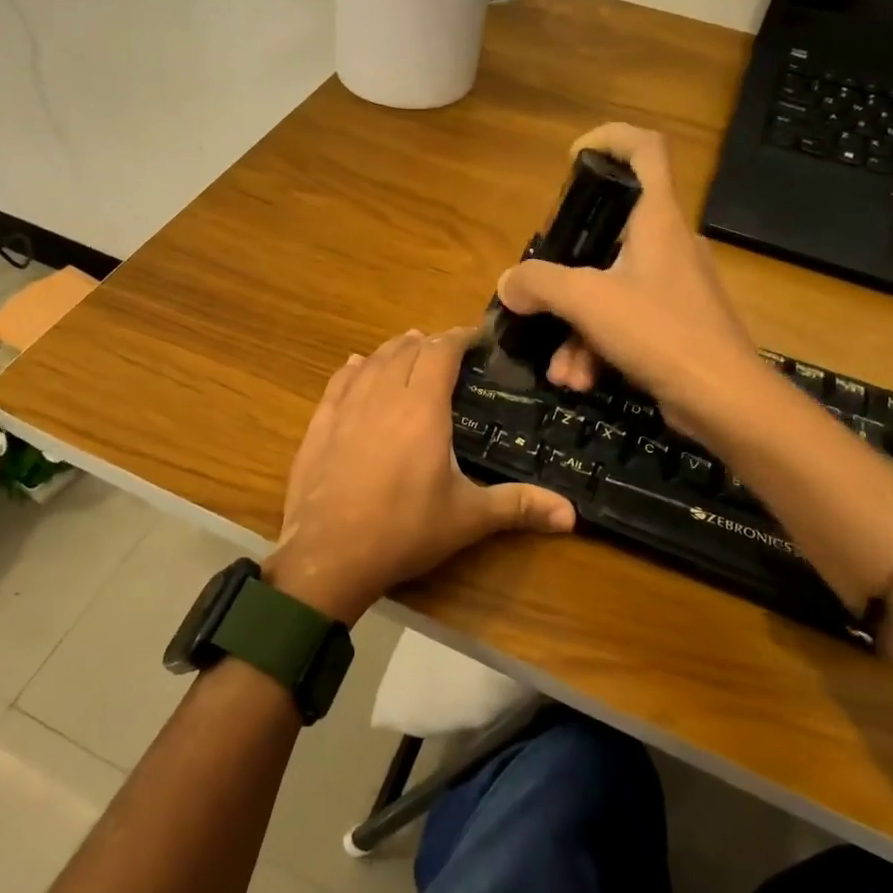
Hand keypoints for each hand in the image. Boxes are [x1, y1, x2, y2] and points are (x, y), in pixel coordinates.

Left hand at [265, 329, 575, 623]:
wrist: (328, 554)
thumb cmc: (404, 530)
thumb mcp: (467, 518)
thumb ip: (518, 506)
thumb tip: (572, 514)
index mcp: (422, 406)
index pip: (442, 352)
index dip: (459, 337)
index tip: (476, 338)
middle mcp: (383, 394)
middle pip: (407, 349)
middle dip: (430, 343)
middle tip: (448, 352)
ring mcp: (346, 407)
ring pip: (373, 360)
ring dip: (395, 350)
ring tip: (410, 349)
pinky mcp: (320, 423)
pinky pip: (339, 380)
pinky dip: (356, 368)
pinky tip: (358, 366)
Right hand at [496, 123, 760, 434]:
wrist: (724, 401)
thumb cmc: (660, 332)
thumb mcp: (588, 302)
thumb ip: (540, 284)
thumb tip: (508, 284)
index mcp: (658, 219)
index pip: (646, 149)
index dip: (611, 139)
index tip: (573, 159)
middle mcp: (668, 245)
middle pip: (608, 235)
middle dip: (565, 276)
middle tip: (540, 293)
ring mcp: (673, 287)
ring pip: (609, 291)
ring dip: (575, 330)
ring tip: (560, 370)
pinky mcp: (675, 325)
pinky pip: (623, 322)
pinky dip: (597, 348)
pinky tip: (580, 381)